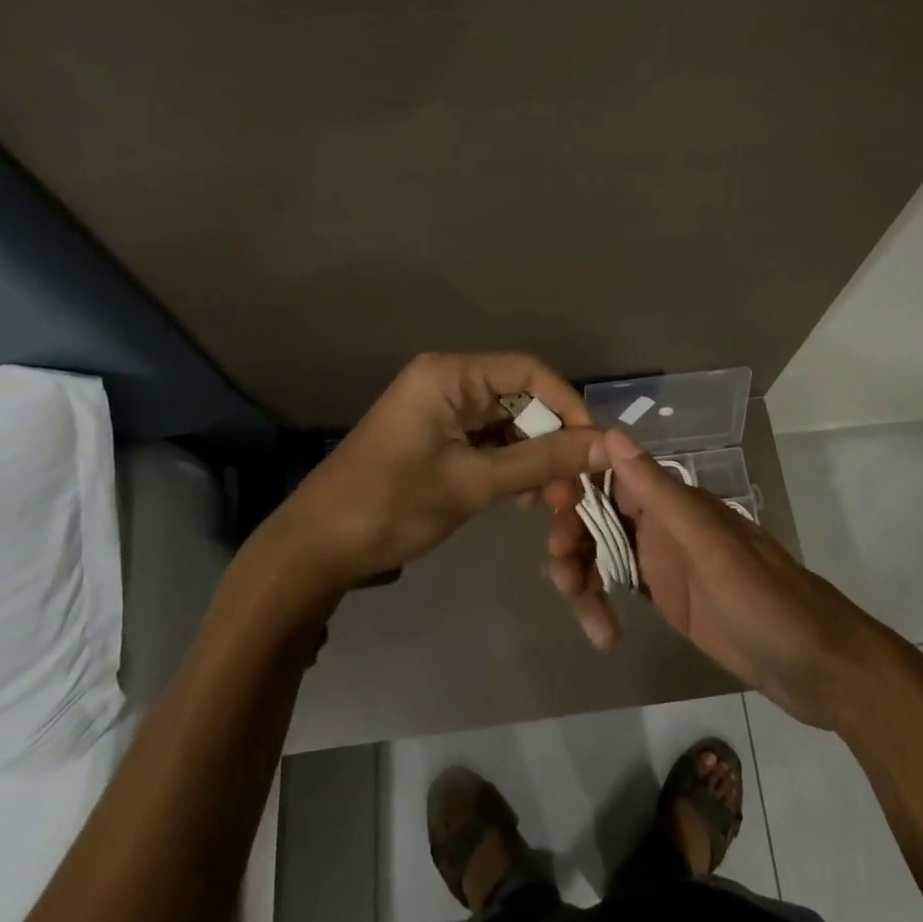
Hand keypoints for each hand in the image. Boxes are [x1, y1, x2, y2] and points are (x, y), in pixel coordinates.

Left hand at [274, 353, 607, 593]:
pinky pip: (487, 442)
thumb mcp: (473, 483)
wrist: (315, 550)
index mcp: (450, 375)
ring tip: (550, 501)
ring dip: (533, 458)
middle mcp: (447, 382)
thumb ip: (542, 461)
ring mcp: (439, 411)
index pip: (530, 372)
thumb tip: (608, 445)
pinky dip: (510, 467)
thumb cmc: (391, 505)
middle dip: (552, 440)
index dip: (568, 406)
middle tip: (572, 489)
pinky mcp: (435, 438)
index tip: (594, 450)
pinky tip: (523, 499)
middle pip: (521, 398)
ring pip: (508, 424)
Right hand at [546, 428, 891, 729]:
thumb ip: (657, 492)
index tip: (542, 501)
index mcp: (674, 500)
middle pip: (597, 513)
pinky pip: (616, 585)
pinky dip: (598, 602)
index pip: (609, 471)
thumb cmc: (765, 599)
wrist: (816, 667)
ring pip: (601, 550)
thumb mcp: (707, 545)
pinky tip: (600, 634)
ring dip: (580, 572)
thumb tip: (610, 432)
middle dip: (572, 535)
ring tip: (582, 610)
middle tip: (562, 573)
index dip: (573, 479)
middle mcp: (662, 522)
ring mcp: (662, 560)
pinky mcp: (664, 596)